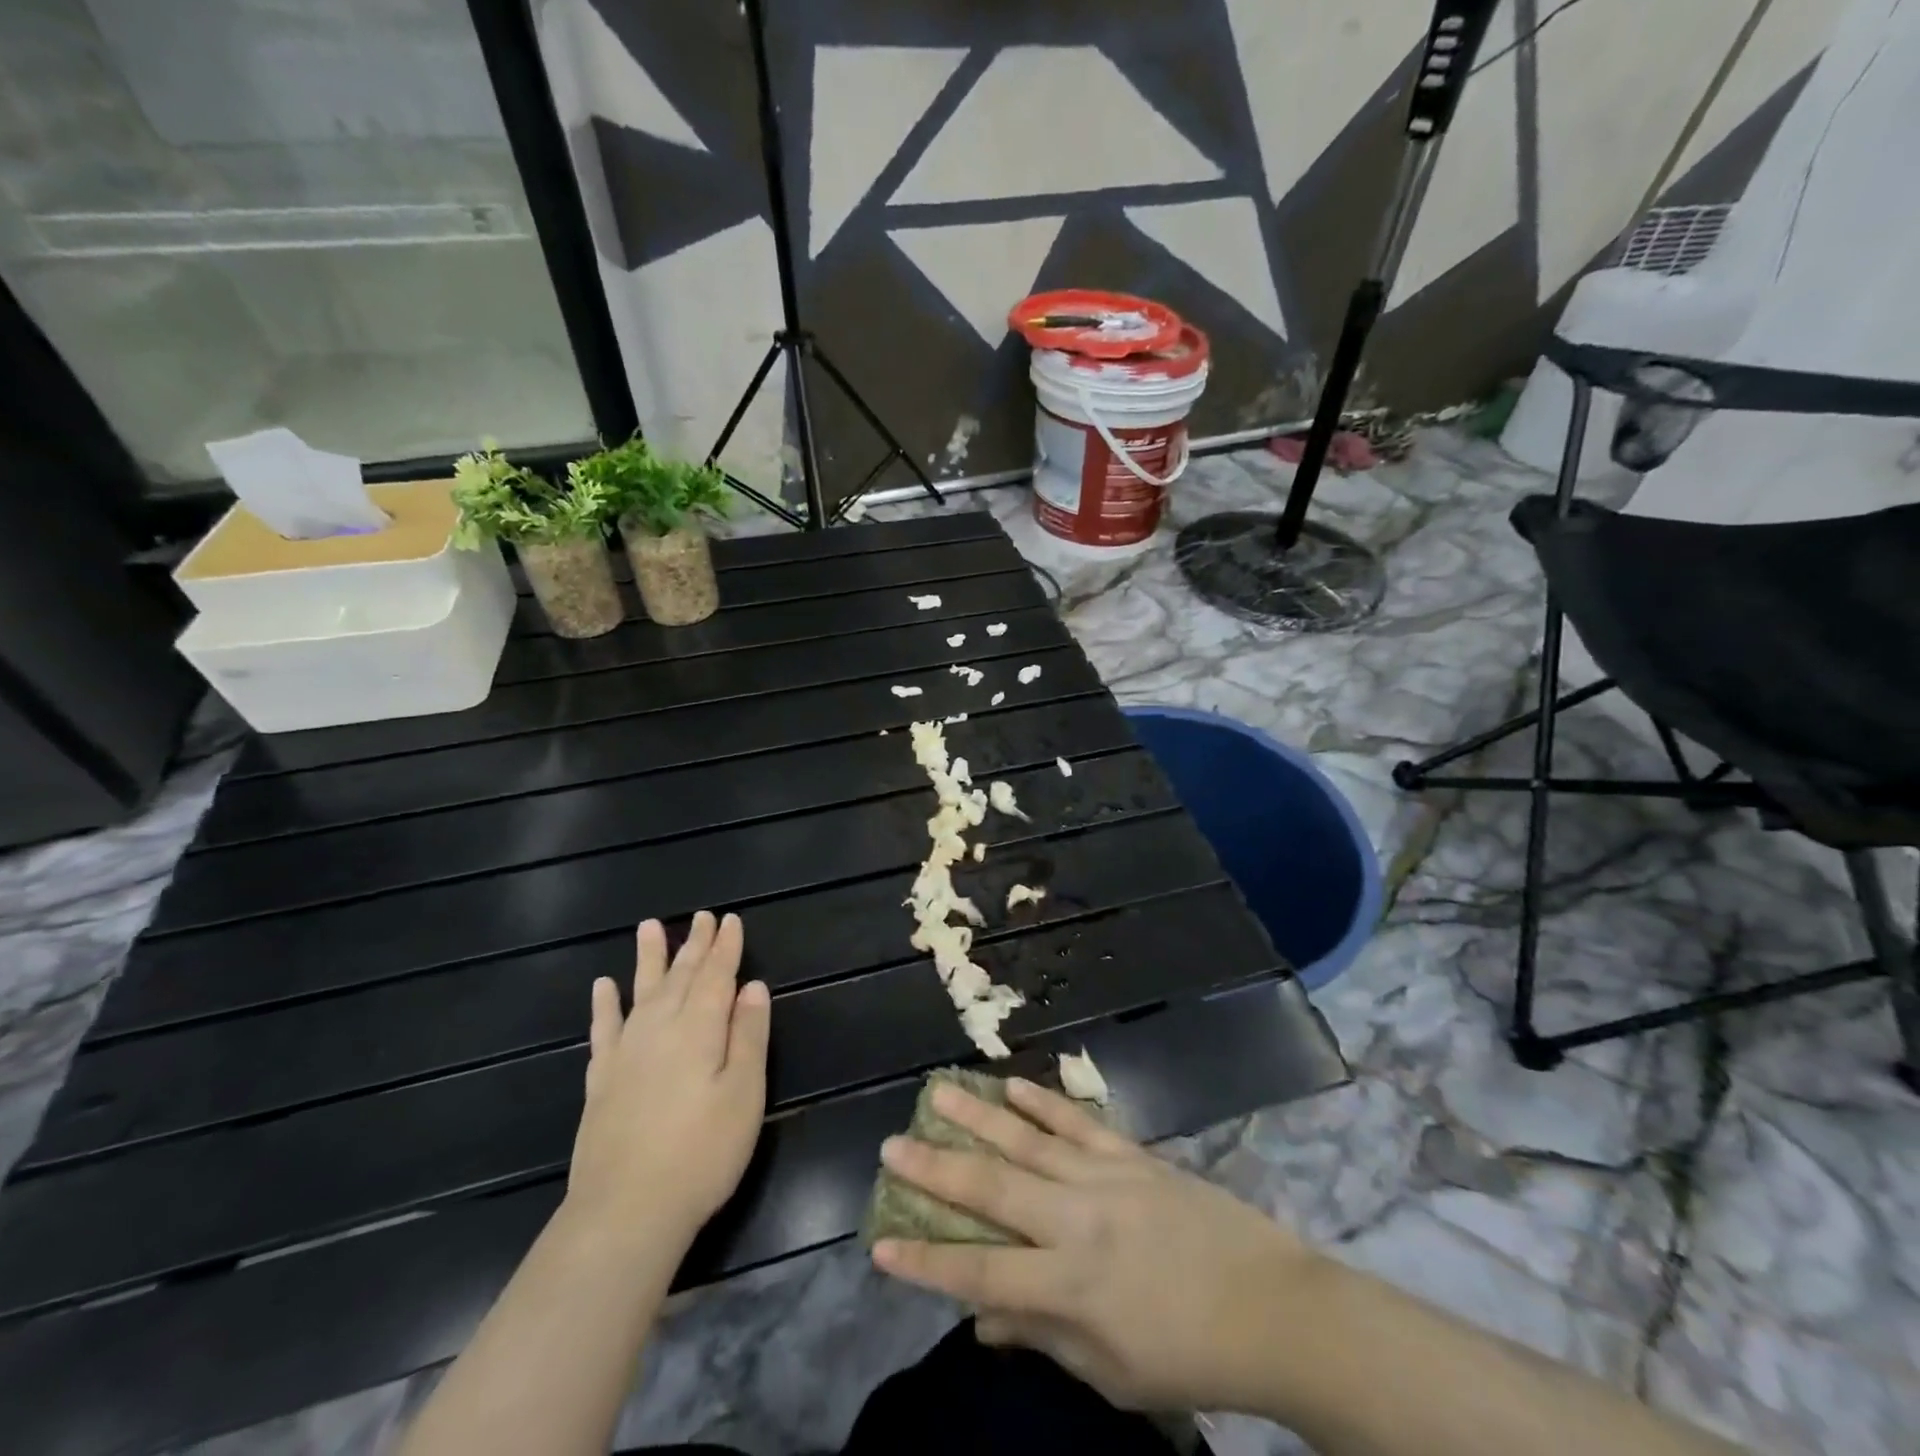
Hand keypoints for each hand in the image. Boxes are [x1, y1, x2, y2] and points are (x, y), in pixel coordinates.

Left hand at [566, 912, 769, 1248]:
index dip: (725, 947)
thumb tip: (752, 987)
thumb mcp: (744, 1093)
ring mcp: (626, 1053)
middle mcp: (660, 1029)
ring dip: (648, 959)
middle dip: (694, 945)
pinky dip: (605, 1005)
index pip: (716, 976)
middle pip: (680, 977)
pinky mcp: (601, 1081)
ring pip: (641, 992)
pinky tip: (603, 987)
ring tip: (649, 928)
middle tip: (701, 917)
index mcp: (699, 1029)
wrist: (626, 1212)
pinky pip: (603, 1030)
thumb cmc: (702, 1152)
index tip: (730, 920)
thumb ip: (748, 1035)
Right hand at [870, 1077, 1322, 1413]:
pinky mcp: (1132, 1154)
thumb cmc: (1188, 1355)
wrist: (1272, 1307)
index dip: (926, 1261)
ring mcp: (1106, 1178)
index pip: (981, 1273)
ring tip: (939, 1092)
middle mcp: (1079, 1221)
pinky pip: (1078, 1122)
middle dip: (937, 1169)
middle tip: (892, 1144)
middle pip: (994, 1189)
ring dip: (979, 1116)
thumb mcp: (1112, 1372)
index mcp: (1072, 1286)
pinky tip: (1012, 1084)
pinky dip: (1042, 1102)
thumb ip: (1042, 1337)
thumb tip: (980, 1319)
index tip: (879, 1244)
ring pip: (1029, 1141)